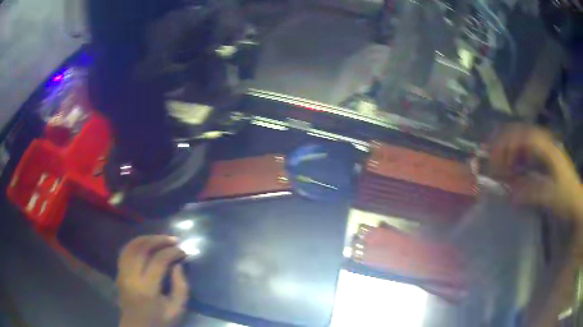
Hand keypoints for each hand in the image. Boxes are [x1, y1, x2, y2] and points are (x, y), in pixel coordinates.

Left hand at [117, 236, 187, 326]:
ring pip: (131, 246)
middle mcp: (131, 277)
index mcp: (147, 289)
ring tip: (161, 238)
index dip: (172, 252)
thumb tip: (177, 265)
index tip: (183, 252)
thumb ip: (181, 287)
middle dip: (159, 240)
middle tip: (173, 240)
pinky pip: (125, 251)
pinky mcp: (118, 272)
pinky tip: (146, 244)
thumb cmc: (159, 321)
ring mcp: (122, 273)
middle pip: (142, 248)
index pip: (158, 261)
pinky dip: (136, 244)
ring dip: (147, 238)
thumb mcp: (177, 309)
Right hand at [490, 125, 582, 222]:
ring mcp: (548, 148)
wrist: (577, 199)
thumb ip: (532, 193)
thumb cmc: (567, 197)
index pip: (525, 137)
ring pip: (526, 138)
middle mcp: (547, 142)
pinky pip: (530, 148)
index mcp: (549, 149)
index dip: (509, 142)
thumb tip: (510, 193)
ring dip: (512, 146)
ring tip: (502, 159)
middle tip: (493, 154)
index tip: (495, 154)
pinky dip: (520, 153)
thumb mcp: (551, 197)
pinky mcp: (548, 156)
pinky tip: (516, 164)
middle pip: (523, 132)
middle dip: (506, 141)